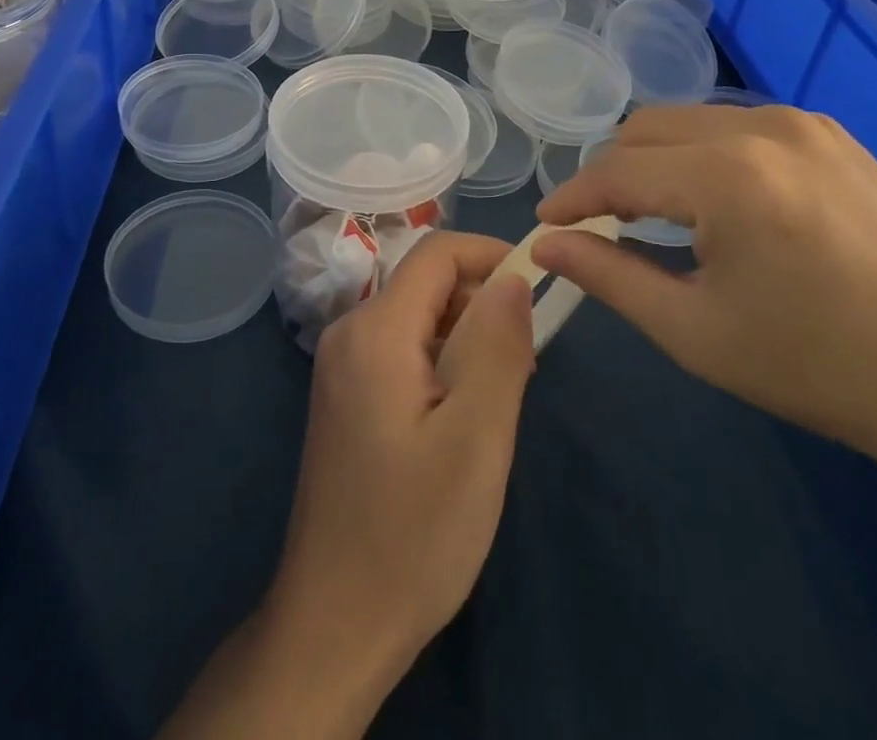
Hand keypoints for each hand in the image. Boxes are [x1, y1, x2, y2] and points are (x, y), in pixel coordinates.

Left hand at [267, 231, 534, 695]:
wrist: (337, 623)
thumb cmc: (414, 533)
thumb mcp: (477, 438)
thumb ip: (497, 346)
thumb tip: (513, 276)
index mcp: (375, 330)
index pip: (437, 253)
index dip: (491, 255)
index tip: (540, 287)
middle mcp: (349, 332)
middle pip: (426, 283)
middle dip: (482, 304)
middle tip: (526, 365)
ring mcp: (342, 366)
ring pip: (418, 317)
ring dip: (466, 337)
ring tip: (500, 398)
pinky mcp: (346, 395)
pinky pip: (403, 350)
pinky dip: (443, 362)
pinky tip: (462, 417)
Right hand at [533, 103, 876, 479]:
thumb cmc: (824, 368)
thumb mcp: (698, 332)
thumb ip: (610, 277)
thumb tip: (545, 246)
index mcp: (726, 174)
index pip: (616, 170)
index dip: (573, 198)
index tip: (547, 228)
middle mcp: (762, 127)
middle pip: (647, 130)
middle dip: (610, 174)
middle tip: (600, 228)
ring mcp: (807, 125)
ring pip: (692, 122)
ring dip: (656, 161)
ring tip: (655, 218)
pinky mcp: (837, 139)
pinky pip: (739, 128)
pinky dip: (704, 156)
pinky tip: (719, 206)